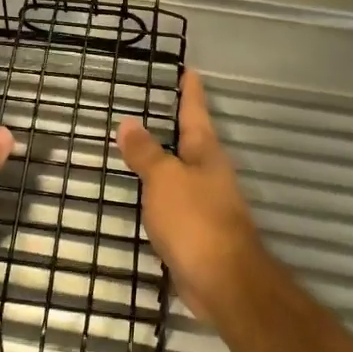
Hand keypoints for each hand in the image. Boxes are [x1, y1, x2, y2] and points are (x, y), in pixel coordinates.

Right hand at [116, 69, 260, 312]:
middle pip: (193, 140)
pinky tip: (148, 195)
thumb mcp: (163, 179)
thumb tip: (129, 122)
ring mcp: (208, 202)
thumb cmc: (195, 220)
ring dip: (168, 159)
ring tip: (145, 146)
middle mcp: (211, 172)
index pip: (195, 111)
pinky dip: (162, 192)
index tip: (189, 70)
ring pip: (184, 171)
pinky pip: (177, 200)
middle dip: (178, 123)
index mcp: (206, 152)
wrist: (223, 282)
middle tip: (159, 105)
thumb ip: (145, 152)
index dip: (190, 90)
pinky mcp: (200, 230)